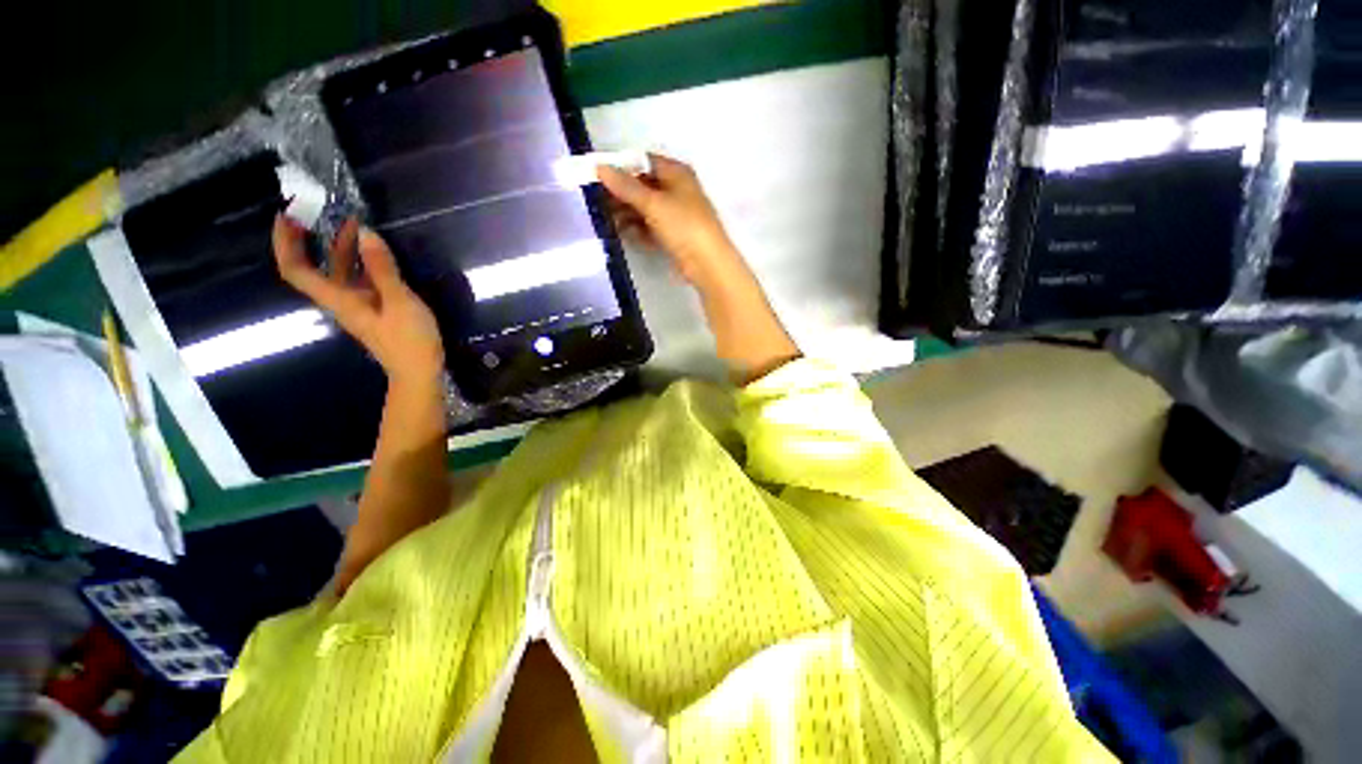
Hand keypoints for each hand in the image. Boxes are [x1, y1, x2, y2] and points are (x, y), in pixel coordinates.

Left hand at [272, 216, 443, 385]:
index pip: (296, 269)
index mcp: (339, 299)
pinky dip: (361, 261)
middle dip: (312, 238)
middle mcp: (341, 300)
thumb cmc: (409, 340)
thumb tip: (365, 232)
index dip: (284, 242)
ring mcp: (358, 305)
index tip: (286, 215)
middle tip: (321, 210)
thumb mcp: (400, 302)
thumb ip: (383, 268)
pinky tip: (375, 252)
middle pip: (314, 267)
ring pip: (339, 272)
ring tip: (356, 224)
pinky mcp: (375, 309)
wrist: (420, 371)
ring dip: (341, 247)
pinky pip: (358, 279)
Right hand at [596, 154, 745, 291]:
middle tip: (597, 201)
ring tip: (606, 220)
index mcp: (676, 173)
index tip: (598, 176)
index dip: (621, 167)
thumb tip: (600, 167)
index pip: (643, 161)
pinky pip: (650, 227)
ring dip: (627, 213)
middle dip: (621, 193)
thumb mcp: (653, 203)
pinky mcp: (673, 235)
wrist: (707, 263)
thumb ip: (626, 186)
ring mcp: (676, 214)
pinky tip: (622, 233)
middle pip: (643, 186)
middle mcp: (677, 189)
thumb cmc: (683, 225)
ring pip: (645, 208)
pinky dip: (637, 229)